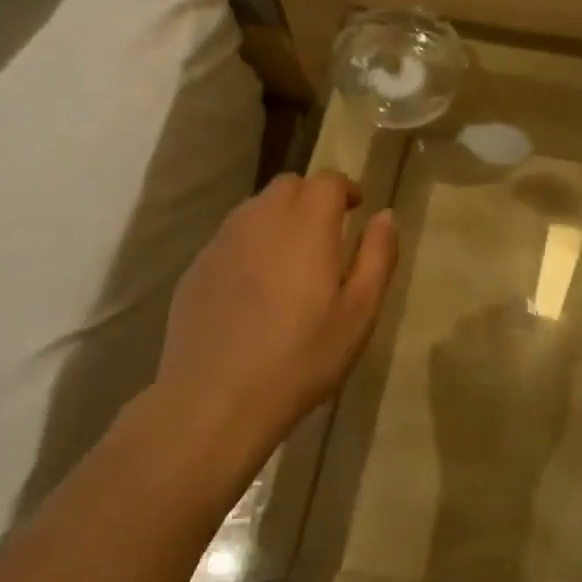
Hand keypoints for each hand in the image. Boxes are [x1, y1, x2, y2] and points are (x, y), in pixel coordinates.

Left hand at [154, 172, 397, 459]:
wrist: (216, 400)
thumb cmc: (302, 357)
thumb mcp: (360, 312)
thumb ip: (378, 255)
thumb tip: (385, 215)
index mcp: (306, 225)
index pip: (326, 180)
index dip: (345, 188)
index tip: (357, 209)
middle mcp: (260, 220)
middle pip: (288, 186)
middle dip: (312, 198)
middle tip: (328, 233)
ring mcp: (222, 243)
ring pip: (255, 209)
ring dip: (279, 218)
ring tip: (293, 259)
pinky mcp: (196, 269)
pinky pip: (230, 239)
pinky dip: (251, 245)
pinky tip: (256, 288)